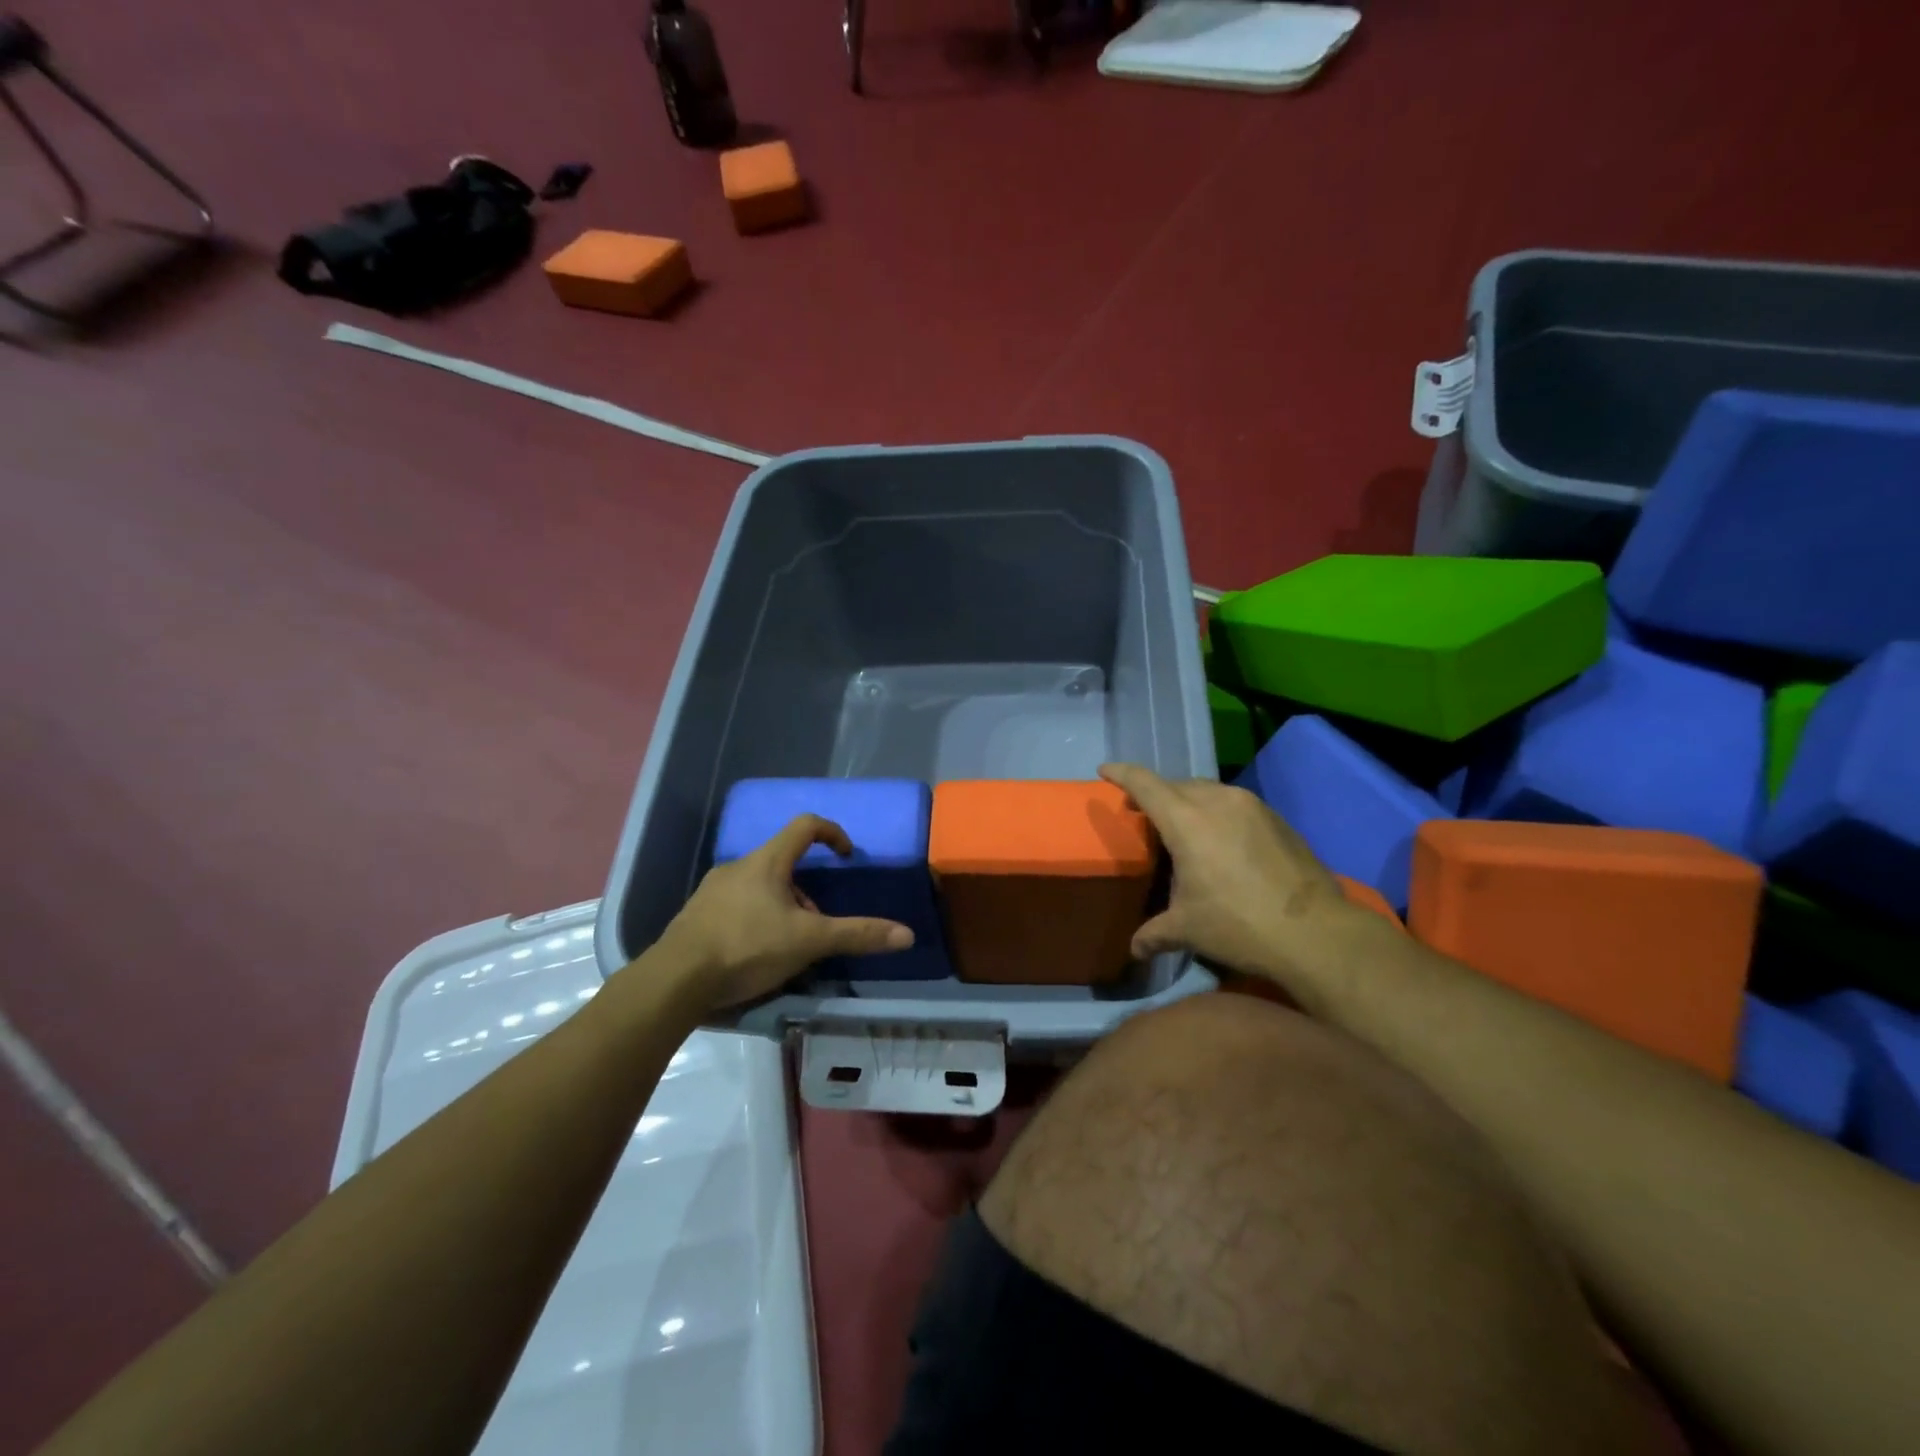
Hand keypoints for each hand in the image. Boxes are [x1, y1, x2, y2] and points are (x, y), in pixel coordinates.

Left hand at [655, 815, 913, 1012]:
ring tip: (789, 945)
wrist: (675, 979)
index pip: (805, 826)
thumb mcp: (808, 941)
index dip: (832, 833)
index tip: (846, 855)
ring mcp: (713, 890)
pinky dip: (756, 920)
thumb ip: (857, 935)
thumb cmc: (746, 946)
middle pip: (783, 862)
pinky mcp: (696, 916)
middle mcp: (738, 867)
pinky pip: (736, 906)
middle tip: (817, 923)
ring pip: (759, 887)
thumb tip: (906, 934)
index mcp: (767, 861)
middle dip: (807, 890)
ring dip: (782, 906)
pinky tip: (756, 954)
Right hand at [1100, 763, 1368, 999]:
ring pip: (1208, 790)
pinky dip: (1216, 812)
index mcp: (1186, 820)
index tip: (1104, 771)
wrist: (1315, 932)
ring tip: (1182, 825)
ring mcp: (1251, 806)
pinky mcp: (1276, 818)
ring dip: (1188, 800)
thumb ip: (1154, 933)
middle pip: (1176, 784)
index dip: (1122, 774)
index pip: (1145, 784)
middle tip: (1142, 812)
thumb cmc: (1238, 924)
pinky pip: (1233, 804)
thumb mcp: (1188, 930)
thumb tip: (1134, 949)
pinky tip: (1220, 840)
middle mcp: (1217, 801)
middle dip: (1155, 793)